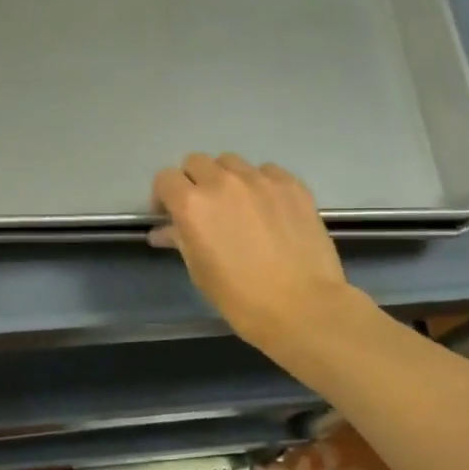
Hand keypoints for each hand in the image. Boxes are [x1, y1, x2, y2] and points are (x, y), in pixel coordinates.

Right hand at [152, 153, 363, 352]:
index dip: (165, 196)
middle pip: (197, 162)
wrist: (303, 306)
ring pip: (232, 162)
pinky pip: (267, 171)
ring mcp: (261, 179)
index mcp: (192, 205)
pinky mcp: (292, 184)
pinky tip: (269, 209)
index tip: (172, 215)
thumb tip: (165, 231)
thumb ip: (181, 240)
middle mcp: (223, 182)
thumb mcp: (200, 272)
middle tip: (204, 210)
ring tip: (239, 206)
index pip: (165, 179)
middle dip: (194, 182)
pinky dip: (260, 184)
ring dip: (227, 178)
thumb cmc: (241, 298)